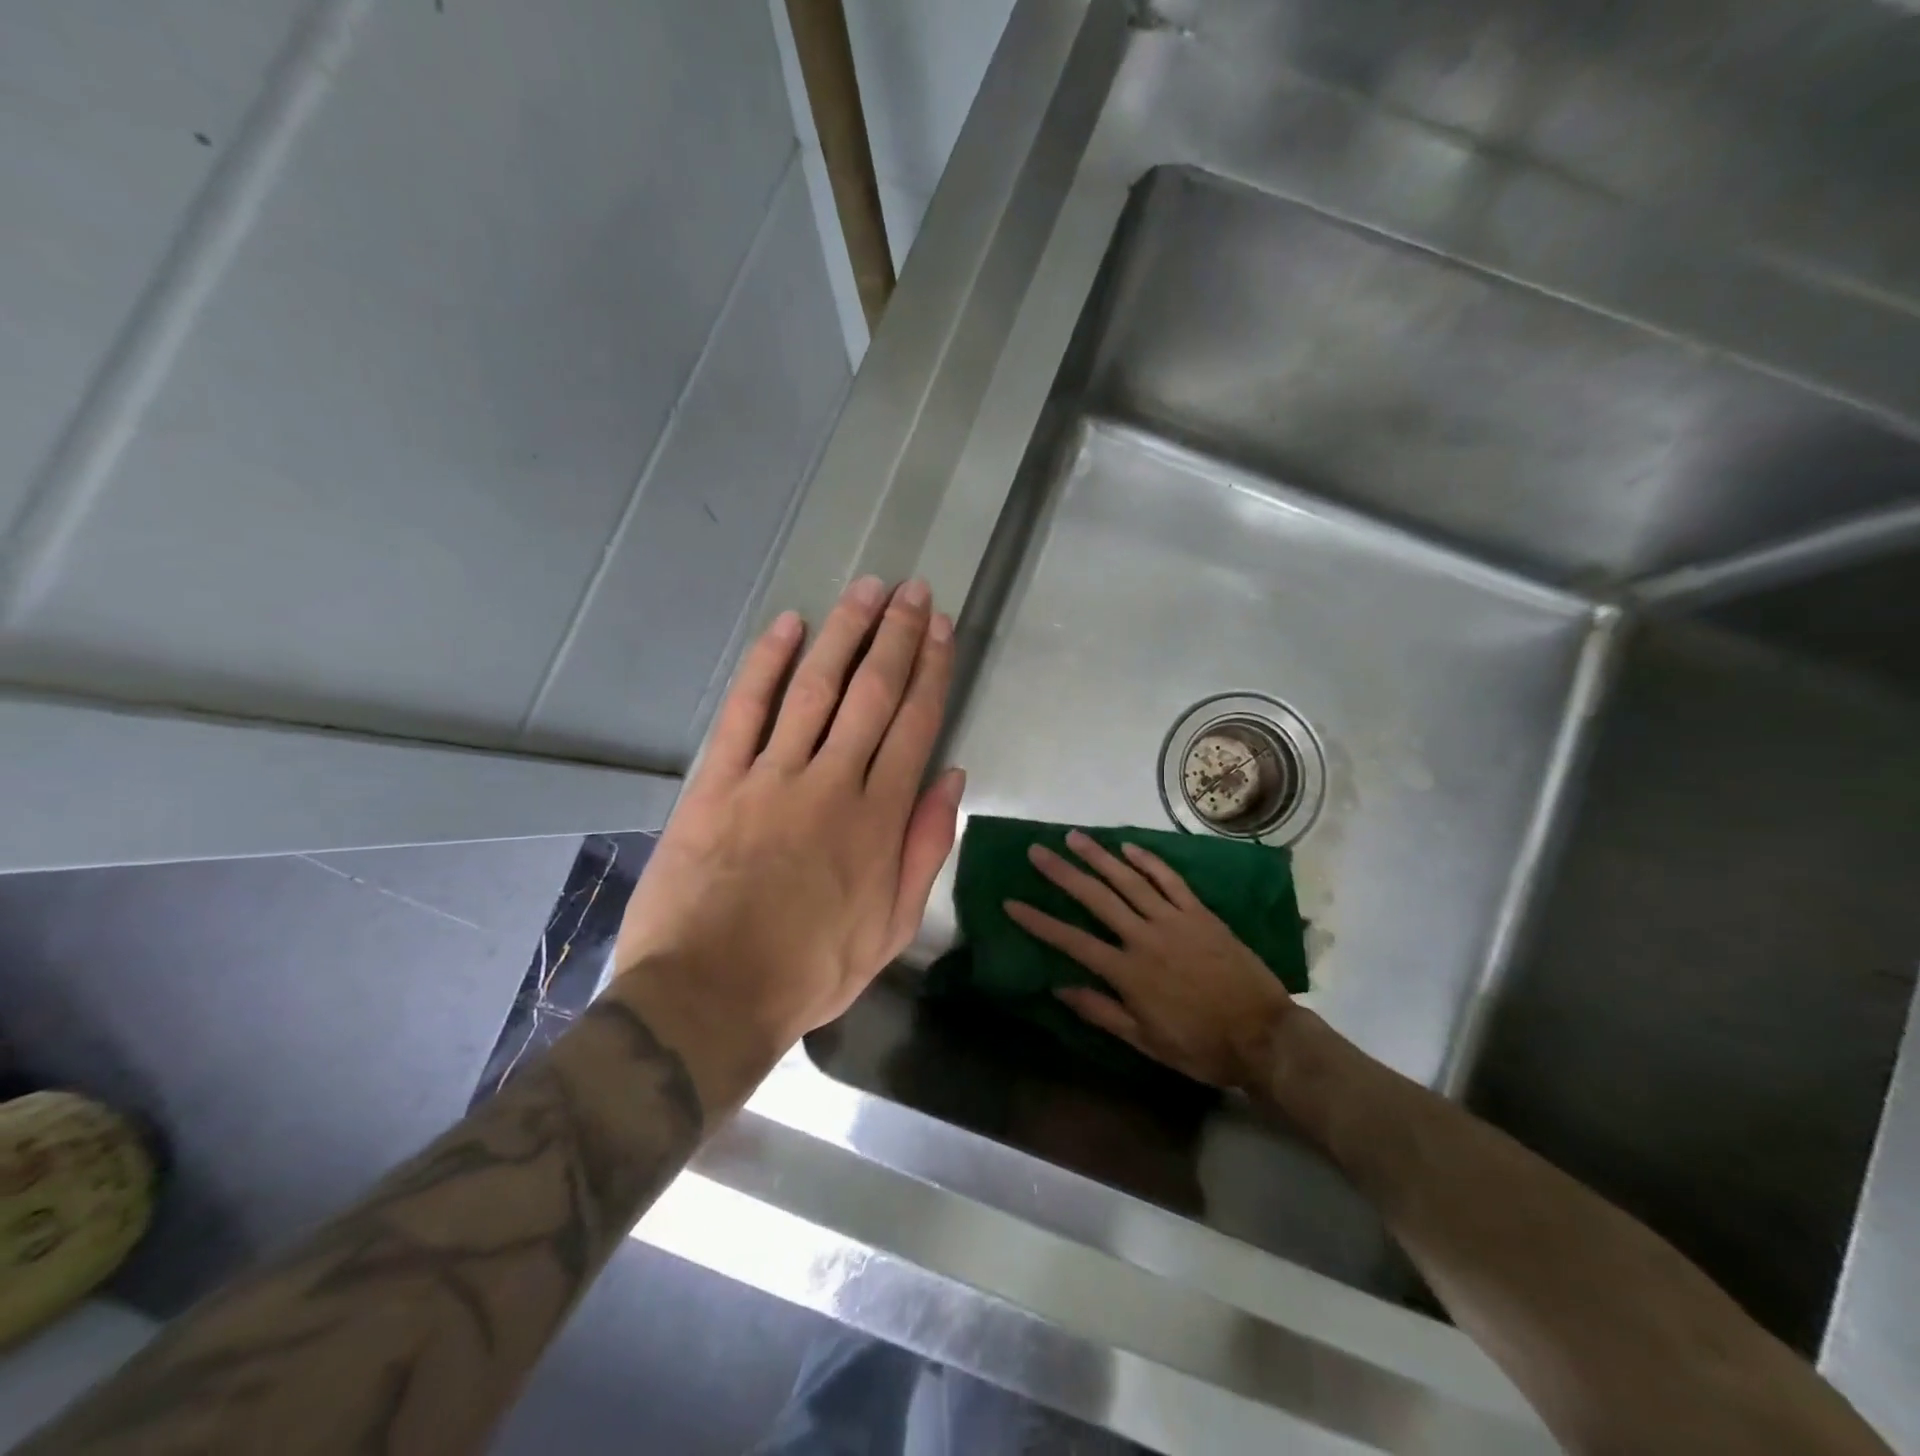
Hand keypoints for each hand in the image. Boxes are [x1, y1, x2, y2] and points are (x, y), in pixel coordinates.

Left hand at [613, 576, 963, 1095]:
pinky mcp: (717, 781)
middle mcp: (833, 782)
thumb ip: (925, 848)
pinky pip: (745, 710)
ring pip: (815, 688)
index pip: (915, 725)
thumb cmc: (811, 970)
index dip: (933, 670)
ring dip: (844, 633)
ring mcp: (771, 776)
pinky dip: (766, 665)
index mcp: (879, 819)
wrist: (710, 995)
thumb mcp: (893, 927)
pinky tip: (786, 626)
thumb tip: (951, 778)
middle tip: (914, 591)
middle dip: (897, 636)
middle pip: (872, 693)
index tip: (943, 629)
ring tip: (867, 590)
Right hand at [1005, 831, 1293, 1089]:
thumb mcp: (1146, 1041)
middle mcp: (1145, 937)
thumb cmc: (1201, 1046)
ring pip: (1129, 881)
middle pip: (1096, 899)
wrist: (1263, 1035)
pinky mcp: (1200, 913)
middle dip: (1062, 874)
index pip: (1072, 941)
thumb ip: (1102, 1012)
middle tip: (1036, 851)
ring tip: (1073, 837)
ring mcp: (1174, 920)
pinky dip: (1148, 861)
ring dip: (1098, 857)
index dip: (1039, 921)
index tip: (1012, 903)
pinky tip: (1127, 847)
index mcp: (1128, 972)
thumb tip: (1059, 988)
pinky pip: (1170, 880)